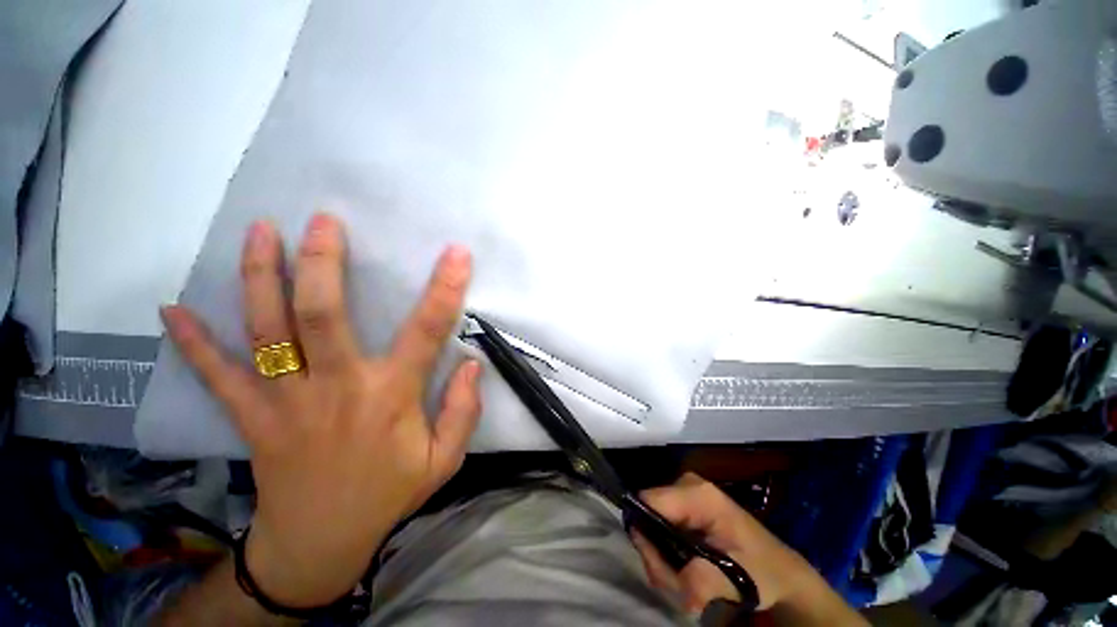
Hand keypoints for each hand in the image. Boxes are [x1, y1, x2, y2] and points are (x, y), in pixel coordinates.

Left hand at [160, 213, 480, 607]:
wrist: (319, 543)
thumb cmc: (388, 494)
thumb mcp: (444, 460)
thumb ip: (463, 412)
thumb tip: (473, 366)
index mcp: (391, 397)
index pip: (426, 331)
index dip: (444, 289)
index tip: (455, 254)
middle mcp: (337, 388)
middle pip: (322, 315)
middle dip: (323, 263)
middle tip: (323, 221)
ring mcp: (285, 402)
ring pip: (267, 332)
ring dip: (260, 278)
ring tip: (260, 231)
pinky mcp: (252, 417)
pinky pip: (217, 376)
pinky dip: (193, 343)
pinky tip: (172, 309)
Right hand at [633, 473, 824, 612]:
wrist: (781, 570)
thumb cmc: (761, 571)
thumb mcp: (734, 579)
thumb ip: (700, 579)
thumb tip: (674, 582)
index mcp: (698, 494)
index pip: (648, 501)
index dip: (645, 534)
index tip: (660, 569)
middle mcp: (685, 484)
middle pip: (647, 514)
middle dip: (656, 554)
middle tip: (679, 585)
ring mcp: (683, 493)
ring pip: (650, 523)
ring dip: (661, 558)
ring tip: (685, 582)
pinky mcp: (683, 505)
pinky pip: (659, 525)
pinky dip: (666, 553)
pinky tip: (685, 570)